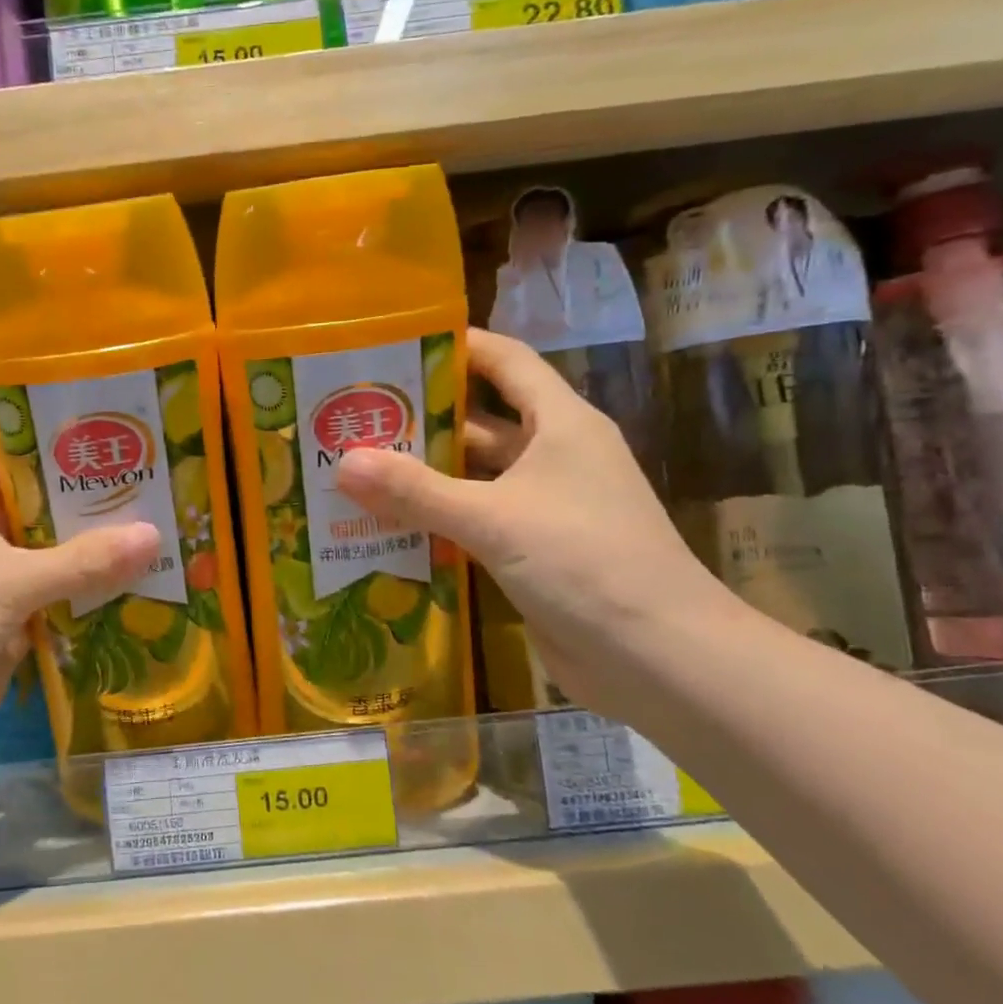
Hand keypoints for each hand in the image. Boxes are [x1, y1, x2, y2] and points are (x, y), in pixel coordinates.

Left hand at [0, 461, 158, 782]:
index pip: (25, 467)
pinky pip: (60, 610)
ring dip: (101, 564)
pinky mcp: (10, 633)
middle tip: (163, 501)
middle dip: (98, 515)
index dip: (71, 460)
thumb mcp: (11, 580)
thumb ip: (84, 560)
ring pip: (58, 566)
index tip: (127, 453)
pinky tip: (142, 599)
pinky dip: (92, 608)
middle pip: (48, 519)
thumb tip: (155, 534)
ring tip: (167, 544)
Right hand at [337, 329, 725, 698]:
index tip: (394, 344)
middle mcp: (553, 456)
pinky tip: (385, 524)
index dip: (457, 346)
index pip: (506, 361)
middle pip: (480, 420)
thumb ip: (416, 491)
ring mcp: (544, 506)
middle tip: (353, 416)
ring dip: (423, 474)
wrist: (659, 659)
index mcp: (559, 424)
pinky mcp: (533, 550)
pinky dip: (436, 519)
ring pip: (474, 475)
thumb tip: (343, 462)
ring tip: (354, 468)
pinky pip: (475, 520)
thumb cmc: (585, 563)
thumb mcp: (493, 519)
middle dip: (421, 418)